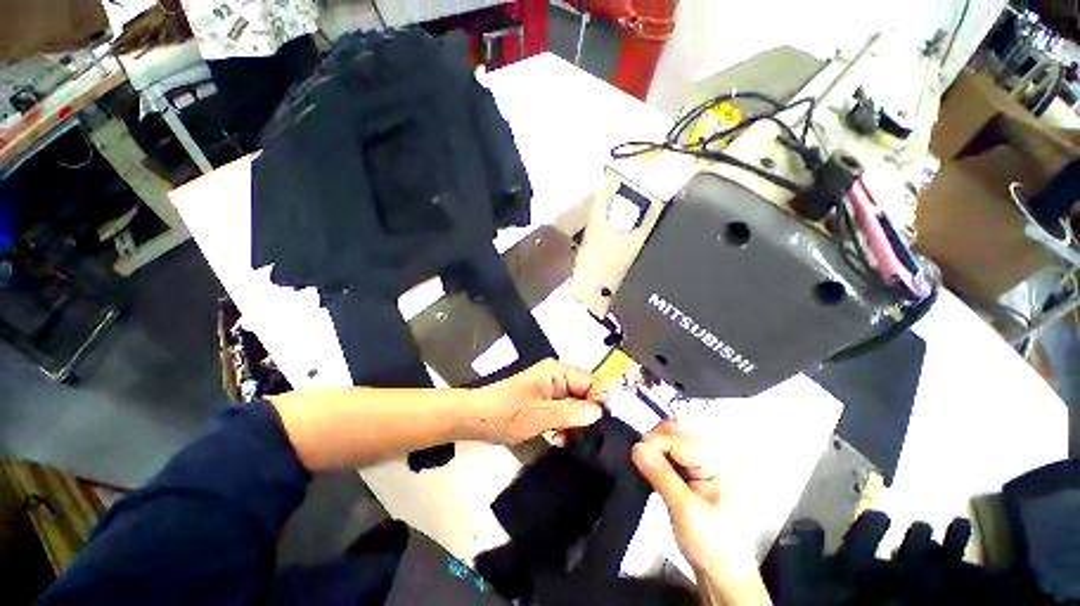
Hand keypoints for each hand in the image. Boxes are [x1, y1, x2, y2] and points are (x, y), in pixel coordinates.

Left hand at [470, 359, 605, 444]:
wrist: (475, 417)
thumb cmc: (506, 413)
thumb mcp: (541, 415)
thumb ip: (571, 413)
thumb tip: (599, 412)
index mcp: (557, 372)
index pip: (591, 381)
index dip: (598, 401)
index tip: (597, 425)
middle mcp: (556, 376)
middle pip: (584, 393)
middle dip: (584, 415)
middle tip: (579, 436)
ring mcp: (549, 389)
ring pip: (574, 405)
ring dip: (572, 423)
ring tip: (563, 439)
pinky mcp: (543, 401)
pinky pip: (562, 411)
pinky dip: (562, 424)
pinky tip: (555, 438)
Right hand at [632, 422, 768, 603]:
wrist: (722, 574)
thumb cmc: (711, 543)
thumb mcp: (685, 510)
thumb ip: (661, 475)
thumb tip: (636, 446)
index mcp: (715, 461)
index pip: (677, 439)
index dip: (654, 442)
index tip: (634, 454)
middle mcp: (707, 456)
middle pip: (674, 433)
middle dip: (653, 441)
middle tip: (637, 459)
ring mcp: (698, 465)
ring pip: (668, 442)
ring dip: (652, 449)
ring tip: (640, 464)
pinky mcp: (688, 475)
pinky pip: (667, 455)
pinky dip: (655, 458)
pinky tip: (647, 468)